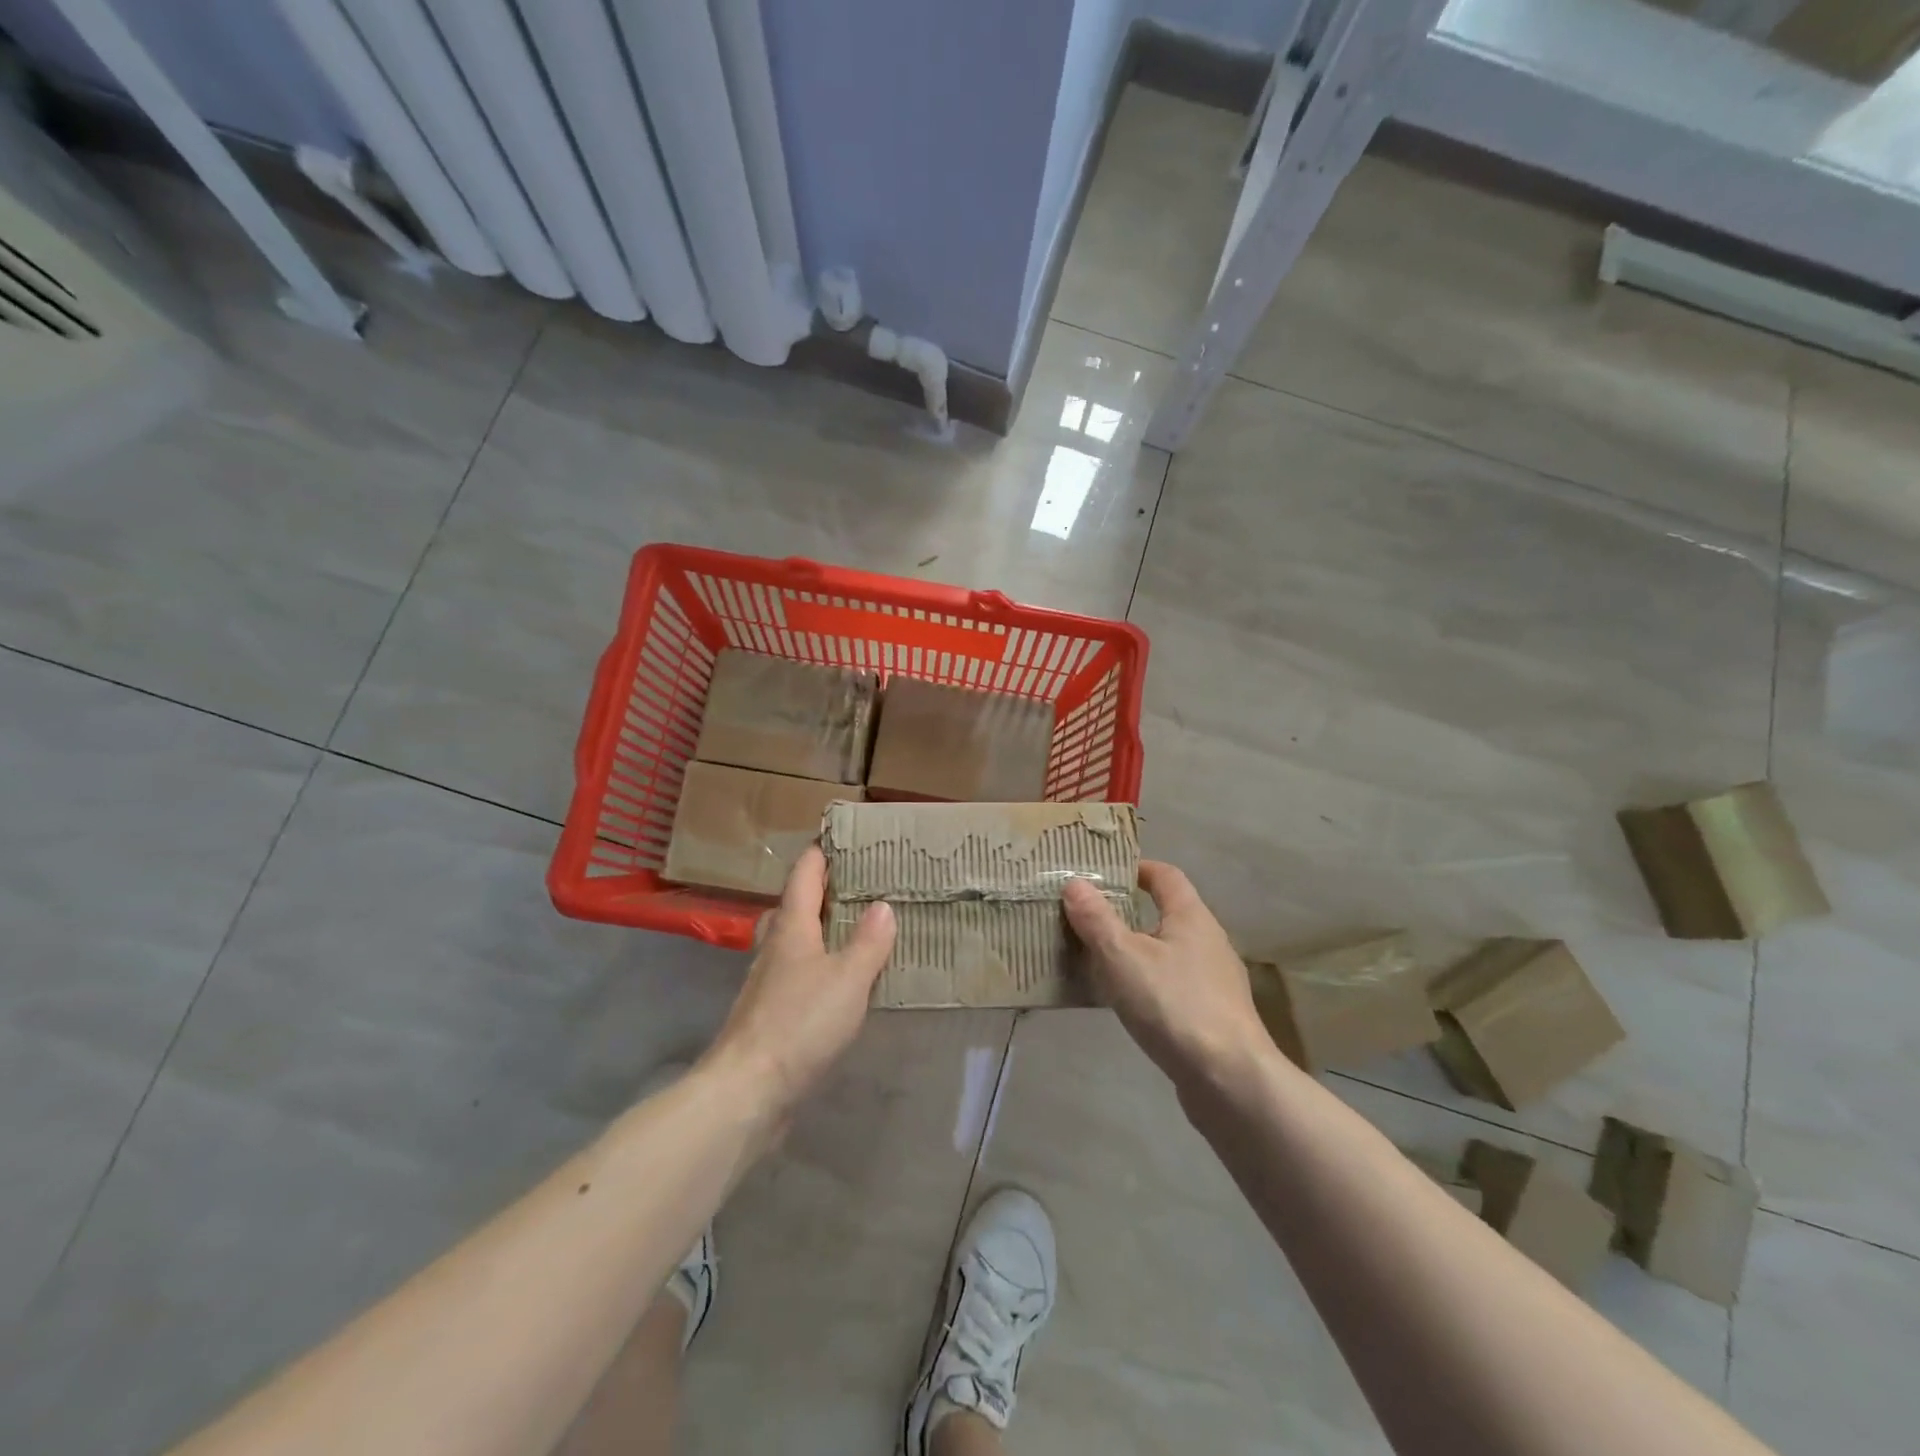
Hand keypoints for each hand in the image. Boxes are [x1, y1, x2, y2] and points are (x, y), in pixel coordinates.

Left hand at [702, 846, 895, 1120]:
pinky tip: (842, 979)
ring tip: (859, 927)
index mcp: (792, 927)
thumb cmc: (799, 1023)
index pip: (804, 873)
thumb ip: (868, 942)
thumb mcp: (848, 979)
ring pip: (796, 939)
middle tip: (862, 882)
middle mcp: (776, 946)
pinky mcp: (771, 1012)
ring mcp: (769, 980)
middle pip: (797, 903)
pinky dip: (821, 963)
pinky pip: (800, 972)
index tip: (845, 835)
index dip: (822, 851)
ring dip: (823, 927)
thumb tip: (882, 905)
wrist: (747, 1090)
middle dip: (825, 889)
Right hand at [1062, 861, 1269, 1090]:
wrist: (1230, 1079)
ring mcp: (1216, 980)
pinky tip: (1127, 1002)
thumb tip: (1075, 883)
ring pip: (1169, 951)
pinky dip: (1149, 982)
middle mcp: (1209, 941)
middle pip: (1167, 913)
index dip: (1137, 868)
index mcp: (1192, 916)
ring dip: (1137, 950)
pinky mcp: (1214, 1014)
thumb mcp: (1123, 957)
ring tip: (1099, 960)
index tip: (1105, 873)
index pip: (1166, 875)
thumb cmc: (1174, 1004)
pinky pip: (1174, 984)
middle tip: (1089, 918)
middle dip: (1129, 912)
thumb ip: (1097, 919)